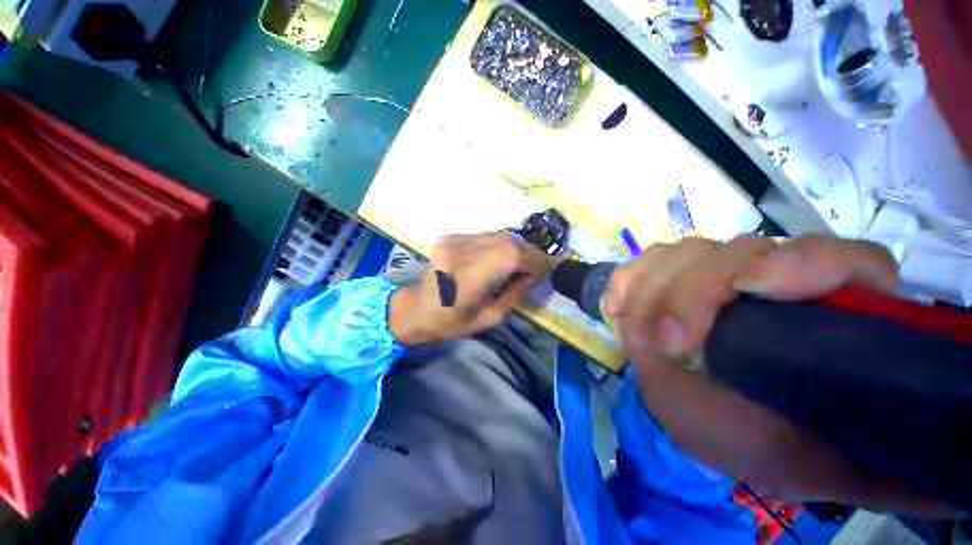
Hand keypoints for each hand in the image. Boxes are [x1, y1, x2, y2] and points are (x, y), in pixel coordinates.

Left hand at [388, 232, 552, 344]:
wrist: (416, 308)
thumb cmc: (451, 323)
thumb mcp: (489, 318)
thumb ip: (515, 293)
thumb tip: (537, 273)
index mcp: (464, 280)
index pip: (508, 256)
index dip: (533, 259)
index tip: (548, 268)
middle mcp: (457, 253)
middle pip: (506, 241)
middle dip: (530, 252)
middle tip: (539, 266)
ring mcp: (452, 241)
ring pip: (499, 235)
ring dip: (518, 247)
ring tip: (525, 262)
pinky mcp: (451, 236)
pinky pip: (487, 236)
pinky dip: (503, 245)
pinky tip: (505, 257)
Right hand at [606, 235, 961, 515]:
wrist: (745, 433)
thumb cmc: (771, 444)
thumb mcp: (775, 449)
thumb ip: (762, 404)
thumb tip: (730, 358)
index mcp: (834, 318)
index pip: (840, 260)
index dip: (798, 264)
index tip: (747, 292)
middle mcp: (783, 284)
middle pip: (740, 250)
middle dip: (691, 290)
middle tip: (660, 340)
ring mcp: (725, 279)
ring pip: (690, 250)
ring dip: (653, 285)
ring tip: (631, 324)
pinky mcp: (681, 283)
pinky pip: (653, 261)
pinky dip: (631, 278)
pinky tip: (617, 304)